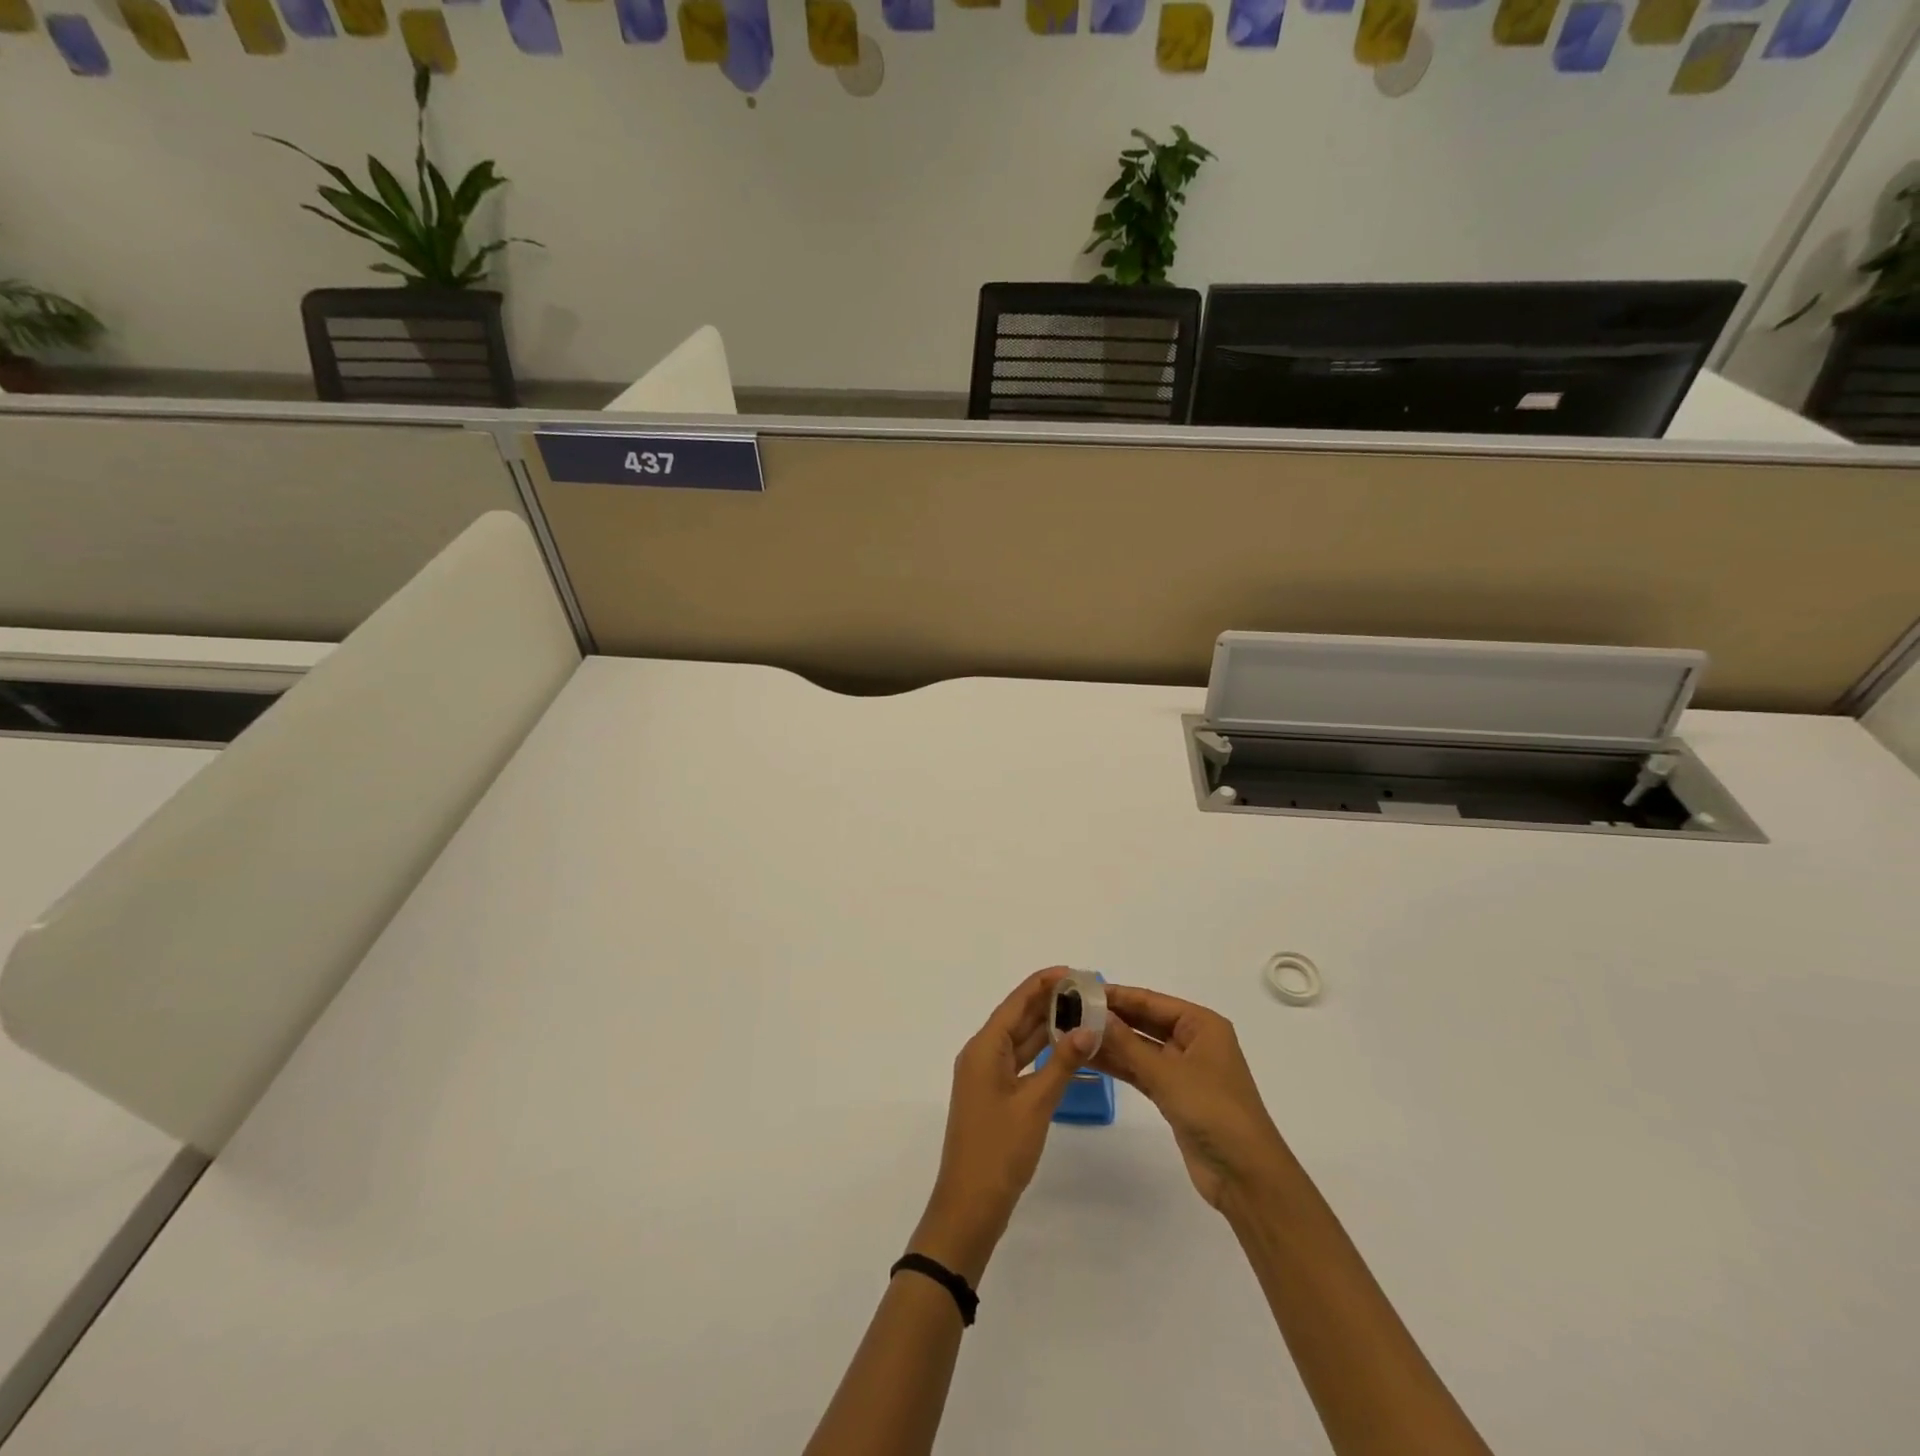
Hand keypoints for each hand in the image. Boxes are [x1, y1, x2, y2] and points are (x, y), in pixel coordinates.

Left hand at [911, 968, 1096, 1282]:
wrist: (969, 1206)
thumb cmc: (999, 1150)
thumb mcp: (1035, 1104)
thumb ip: (1062, 1063)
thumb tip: (1088, 1027)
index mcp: (984, 1048)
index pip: (1016, 1003)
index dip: (1042, 984)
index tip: (1072, 971)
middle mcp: (982, 1055)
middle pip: (1017, 1018)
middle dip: (1049, 1002)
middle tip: (1085, 990)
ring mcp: (986, 1077)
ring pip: (1020, 1041)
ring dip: (1047, 1027)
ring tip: (1081, 1012)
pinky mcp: (994, 1097)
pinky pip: (1020, 1063)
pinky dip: (1042, 1054)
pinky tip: (1066, 1050)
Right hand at [1092, 985, 1288, 1210]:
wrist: (1245, 1175)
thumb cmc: (1212, 1110)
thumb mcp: (1167, 1073)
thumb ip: (1127, 1043)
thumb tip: (1094, 1013)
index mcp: (1201, 1025)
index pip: (1151, 1001)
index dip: (1117, 995)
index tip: (1080, 989)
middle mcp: (1193, 1041)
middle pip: (1145, 1021)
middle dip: (1110, 1017)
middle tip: (1069, 1011)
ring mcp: (1183, 1069)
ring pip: (1140, 1047)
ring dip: (1110, 1042)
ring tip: (1070, 1033)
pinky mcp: (1174, 1095)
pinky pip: (1141, 1071)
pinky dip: (1119, 1065)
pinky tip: (1089, 1058)